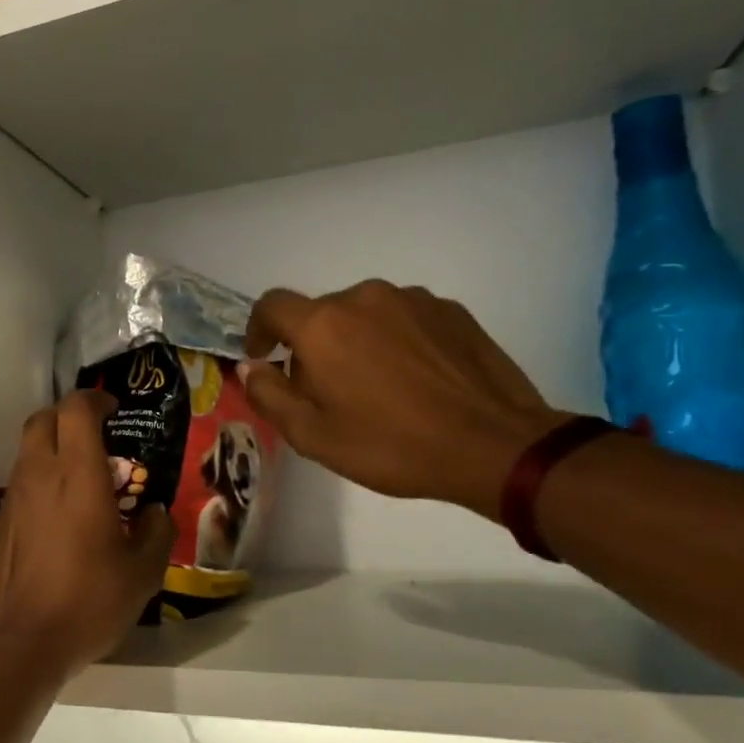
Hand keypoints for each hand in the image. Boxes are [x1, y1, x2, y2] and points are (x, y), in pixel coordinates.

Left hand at [0, 391, 173, 685]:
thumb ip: (156, 533)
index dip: (95, 399)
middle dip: (69, 416)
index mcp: (77, 475)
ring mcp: (12, 497)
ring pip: (27, 449)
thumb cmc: (87, 602)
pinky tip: (59, 517)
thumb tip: (155, 514)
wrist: (18, 643)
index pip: (76, 409)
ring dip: (52, 448)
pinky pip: (20, 482)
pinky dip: (40, 480)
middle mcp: (39, 475)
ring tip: (82, 480)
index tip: (114, 410)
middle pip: (43, 418)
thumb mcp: (141, 574)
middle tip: (96, 437)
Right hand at [241, 282, 568, 517]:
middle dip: (312, 346)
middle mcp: (364, 297)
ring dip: (355, 341)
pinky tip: (413, 380)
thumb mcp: (312, 435)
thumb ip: (269, 395)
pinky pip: (403, 318)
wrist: (492, 445)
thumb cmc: (390, 445)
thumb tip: (250, 367)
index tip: (264, 357)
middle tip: (326, 392)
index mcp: (323, 325)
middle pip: (320, 313)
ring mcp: (412, 299)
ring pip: (364, 314)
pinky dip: (394, 340)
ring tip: (375, 387)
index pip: (271, 305)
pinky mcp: (451, 310)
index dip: (258, 329)